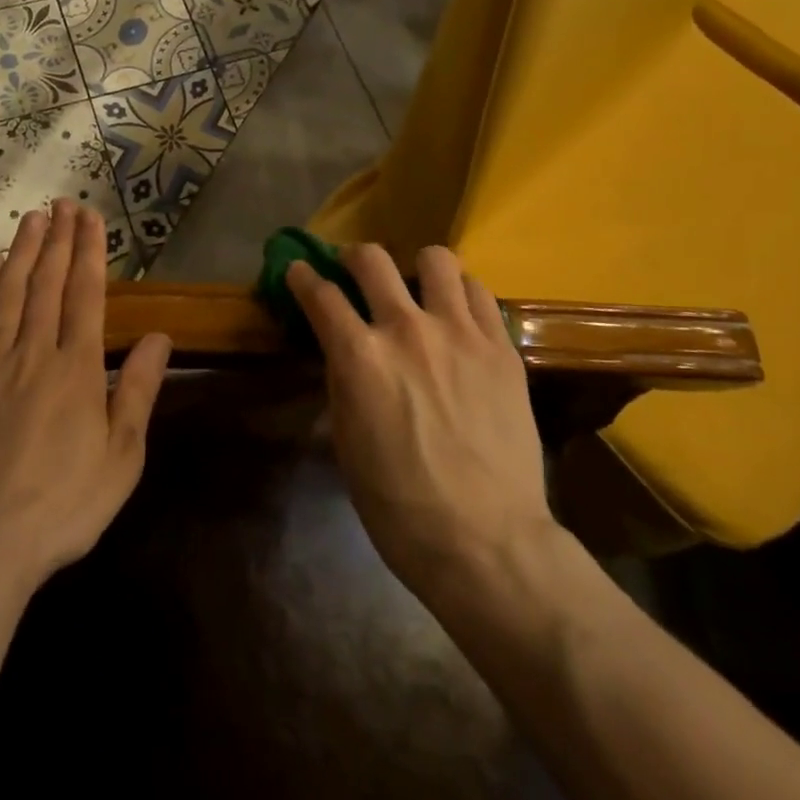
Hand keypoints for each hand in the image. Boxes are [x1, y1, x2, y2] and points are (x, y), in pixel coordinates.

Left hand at [0, 200, 169, 589]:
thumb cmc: (63, 506)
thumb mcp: (121, 458)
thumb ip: (138, 391)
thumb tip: (160, 337)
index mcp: (76, 369)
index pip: (85, 294)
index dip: (89, 252)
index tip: (91, 218)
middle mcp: (33, 353)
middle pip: (47, 283)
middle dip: (58, 240)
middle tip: (63, 204)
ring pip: (9, 294)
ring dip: (22, 252)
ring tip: (32, 218)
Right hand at [287, 243, 563, 609]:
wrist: (487, 542)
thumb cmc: (400, 506)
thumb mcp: (348, 443)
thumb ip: (343, 383)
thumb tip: (342, 351)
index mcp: (360, 357)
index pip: (320, 295)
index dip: (302, 277)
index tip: (298, 271)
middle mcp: (406, 329)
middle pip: (371, 259)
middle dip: (352, 257)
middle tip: (354, 271)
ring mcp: (459, 332)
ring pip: (435, 259)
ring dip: (417, 268)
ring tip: (418, 289)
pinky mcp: (500, 346)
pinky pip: (478, 292)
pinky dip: (461, 294)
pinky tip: (458, 315)